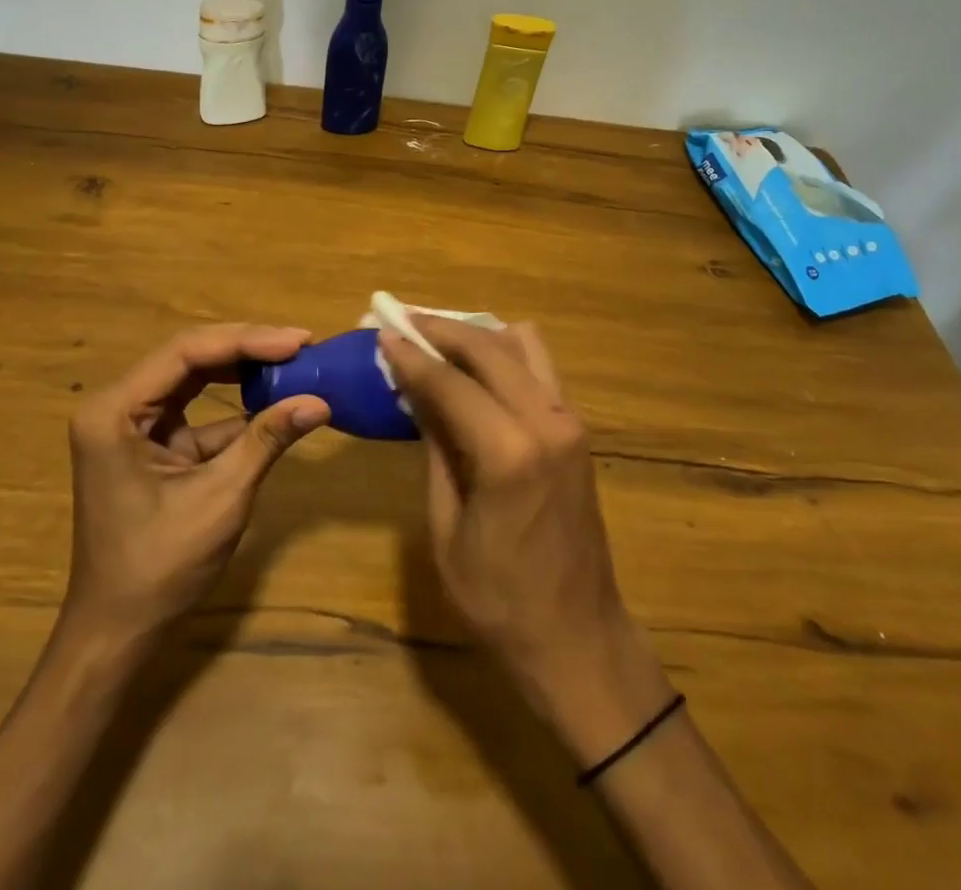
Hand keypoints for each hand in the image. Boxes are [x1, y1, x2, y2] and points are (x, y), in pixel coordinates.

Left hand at [61, 323, 328, 644]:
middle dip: (247, 348)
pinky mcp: (151, 444)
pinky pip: (197, 410)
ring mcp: (133, 424)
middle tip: (301, 344)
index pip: (186, 352)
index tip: (297, 341)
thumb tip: (321, 401)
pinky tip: (275, 401)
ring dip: (243, 370)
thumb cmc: (160, 567)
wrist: (118, 633)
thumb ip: (267, 439)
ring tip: (294, 360)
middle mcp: (118, 406)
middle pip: (189, 356)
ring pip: (195, 377)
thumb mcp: (221, 497)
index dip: (245, 340)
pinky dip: (236, 407)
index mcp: (115, 411)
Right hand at [379, 316, 673, 765]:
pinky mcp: (577, 428)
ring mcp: (570, 420)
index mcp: (509, 453)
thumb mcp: (447, 527)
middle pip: (489, 346)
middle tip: (403, 322)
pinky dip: (503, 354)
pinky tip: (474, 370)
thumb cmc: (499, 600)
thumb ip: (436, 448)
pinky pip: (538, 368)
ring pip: (522, 344)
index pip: (451, 383)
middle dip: (442, 330)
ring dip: (477, 335)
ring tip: (437, 341)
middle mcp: (547, 421)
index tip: (382, 332)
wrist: (578, 637)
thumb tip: (417, 392)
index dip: (412, 356)